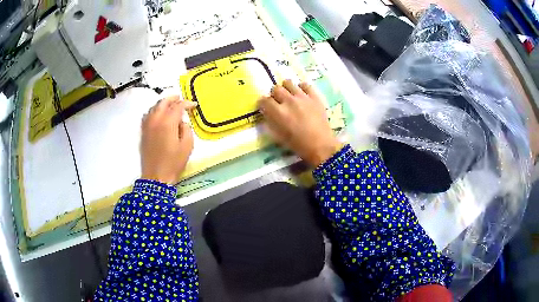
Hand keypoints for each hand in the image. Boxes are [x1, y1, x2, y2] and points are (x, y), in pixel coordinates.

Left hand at [141, 96, 196, 184]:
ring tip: (170, 106)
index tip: (193, 105)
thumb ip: (186, 129)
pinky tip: (158, 115)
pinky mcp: (143, 132)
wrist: (156, 177)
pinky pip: (147, 115)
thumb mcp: (187, 146)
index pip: (178, 106)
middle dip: (173, 99)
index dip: (187, 103)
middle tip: (180, 99)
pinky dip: (154, 111)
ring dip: (163, 104)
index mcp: (167, 122)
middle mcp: (155, 120)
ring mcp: (147, 125)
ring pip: (154, 107)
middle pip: (163, 102)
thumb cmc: (173, 163)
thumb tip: (181, 122)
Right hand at [259, 80, 341, 165]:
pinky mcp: (314, 97)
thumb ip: (271, 122)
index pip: (264, 100)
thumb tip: (267, 113)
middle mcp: (289, 101)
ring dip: (286, 88)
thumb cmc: (298, 145)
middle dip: (274, 95)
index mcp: (279, 112)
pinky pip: (305, 84)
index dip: (263, 103)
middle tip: (278, 101)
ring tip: (289, 95)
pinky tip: (302, 94)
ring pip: (289, 83)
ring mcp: (303, 97)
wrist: (321, 146)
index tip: (265, 106)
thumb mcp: (279, 136)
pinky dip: (301, 88)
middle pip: (276, 89)